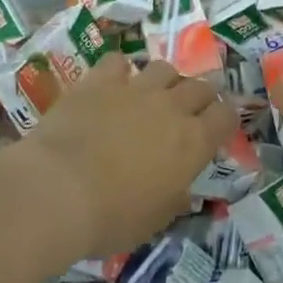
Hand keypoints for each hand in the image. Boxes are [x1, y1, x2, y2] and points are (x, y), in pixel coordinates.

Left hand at [19, 54, 236, 256]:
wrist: (57, 190)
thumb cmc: (111, 217)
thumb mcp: (154, 221)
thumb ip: (174, 199)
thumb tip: (183, 192)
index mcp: (193, 142)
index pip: (226, 116)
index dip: (224, 119)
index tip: (216, 128)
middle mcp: (171, 107)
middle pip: (200, 86)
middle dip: (199, 97)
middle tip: (186, 112)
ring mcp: (135, 89)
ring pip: (164, 68)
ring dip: (164, 81)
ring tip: (152, 96)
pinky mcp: (100, 81)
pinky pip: (118, 62)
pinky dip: (120, 71)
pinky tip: (112, 84)